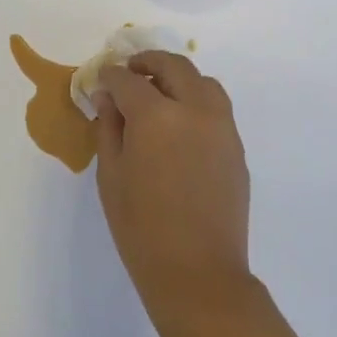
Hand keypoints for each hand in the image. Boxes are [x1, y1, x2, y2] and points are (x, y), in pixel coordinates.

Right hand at [93, 52, 253, 321]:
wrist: (198, 273)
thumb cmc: (141, 227)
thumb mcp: (110, 174)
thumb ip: (108, 128)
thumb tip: (108, 99)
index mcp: (156, 115)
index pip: (127, 80)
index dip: (109, 78)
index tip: (99, 83)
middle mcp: (194, 110)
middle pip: (172, 66)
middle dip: (146, 63)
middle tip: (128, 74)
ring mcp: (222, 127)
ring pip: (203, 82)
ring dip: (177, 78)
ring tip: (158, 95)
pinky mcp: (236, 148)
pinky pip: (217, 108)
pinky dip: (196, 101)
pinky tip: (179, 126)